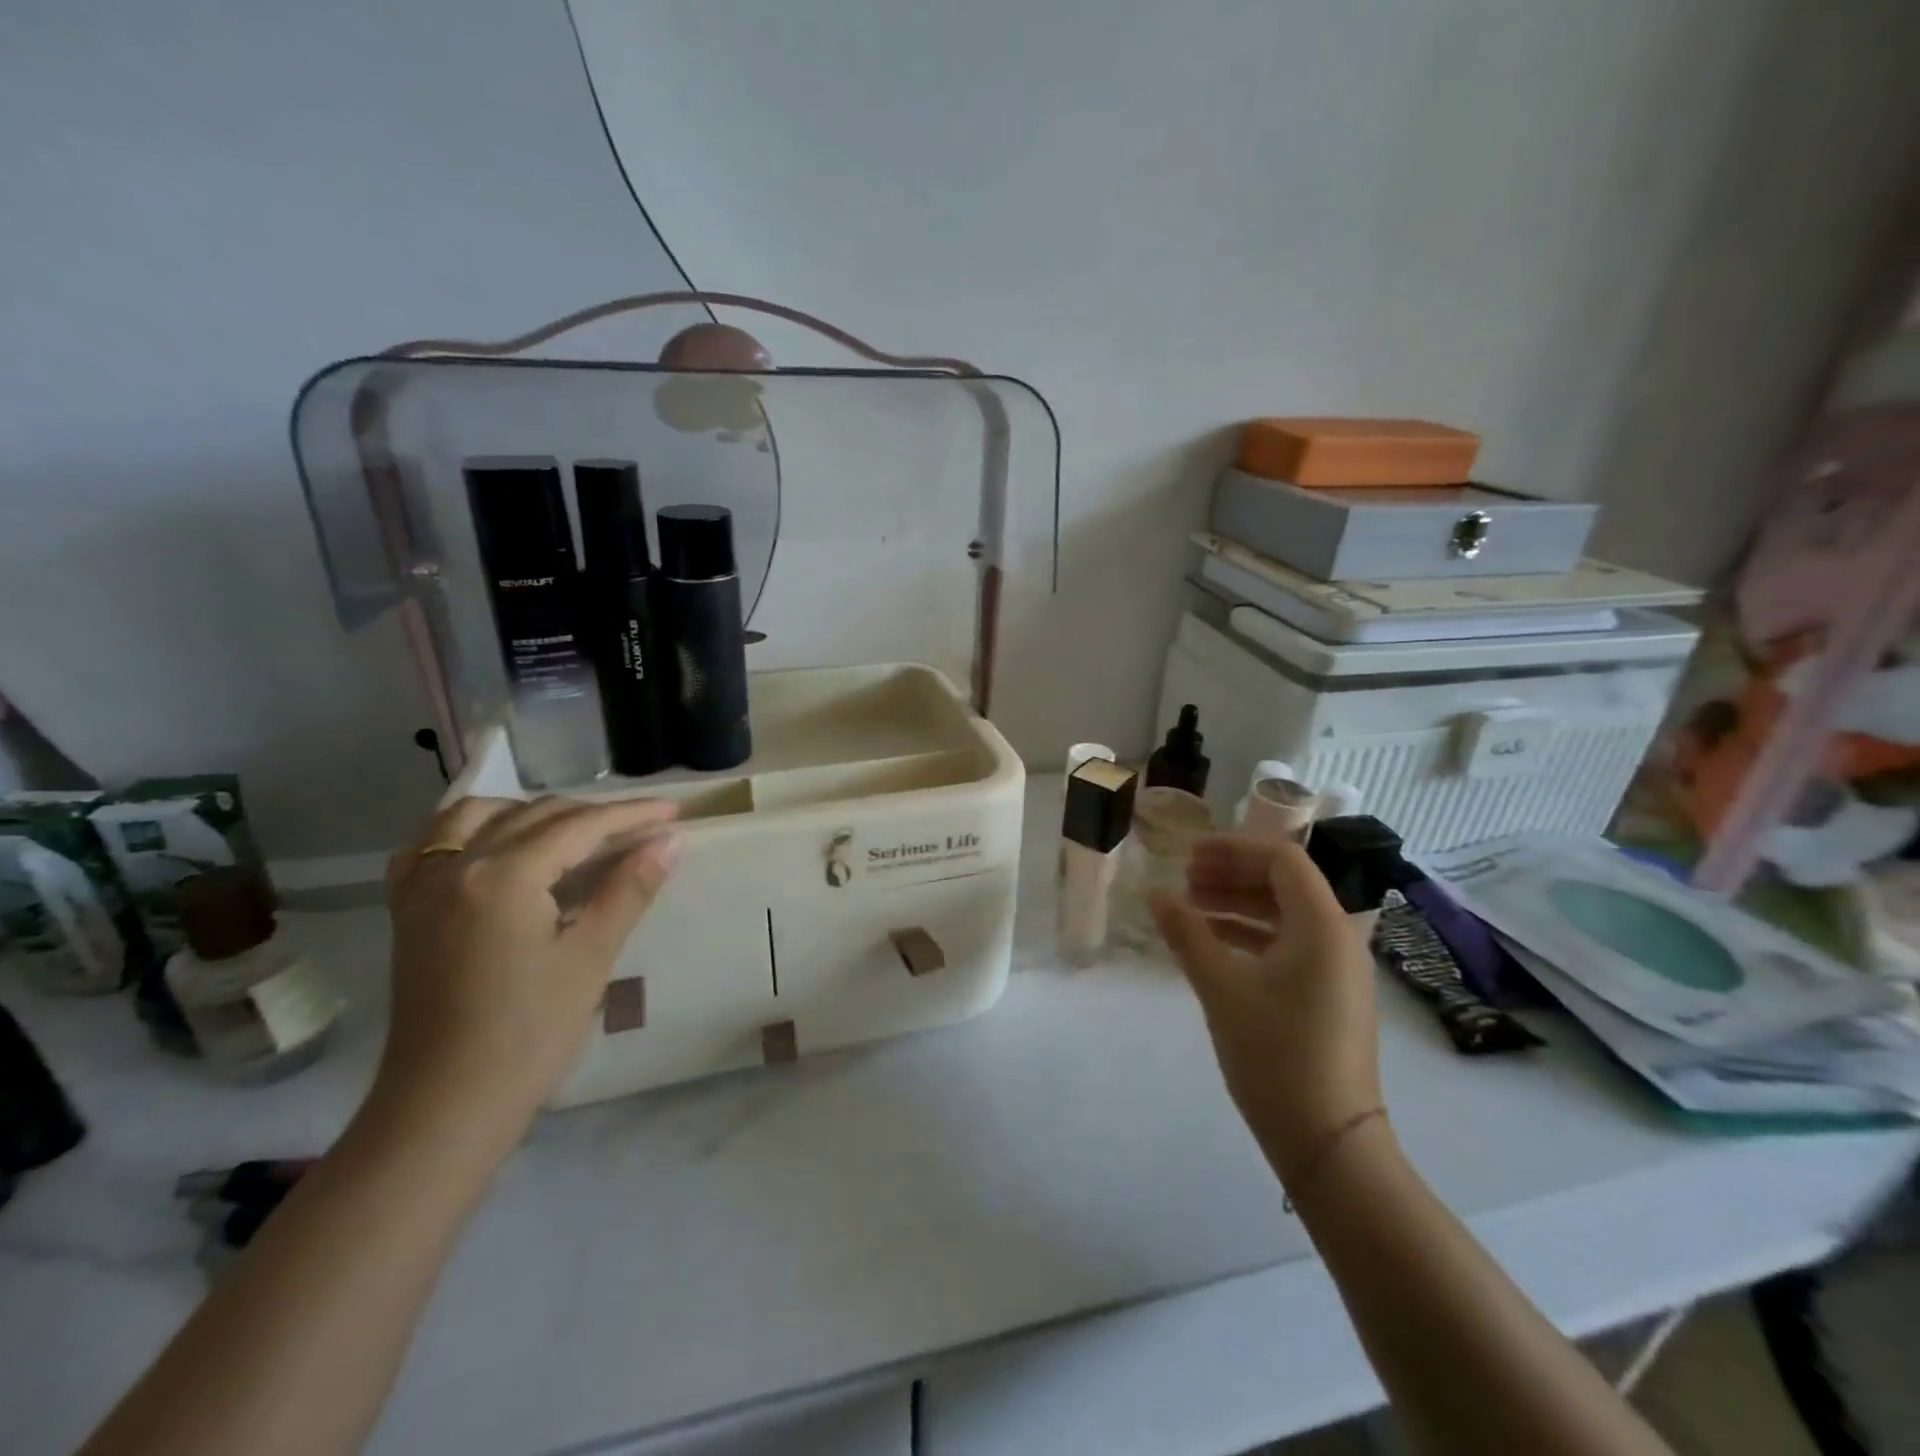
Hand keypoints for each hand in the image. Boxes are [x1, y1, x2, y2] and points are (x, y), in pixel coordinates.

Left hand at [373, 796, 681, 1151]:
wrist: (447, 1104)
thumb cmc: (530, 1033)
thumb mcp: (591, 956)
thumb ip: (630, 888)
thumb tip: (670, 840)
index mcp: (502, 877)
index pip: (579, 826)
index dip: (631, 814)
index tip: (673, 811)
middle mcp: (456, 867)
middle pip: (534, 815)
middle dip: (592, 814)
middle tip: (640, 828)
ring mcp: (422, 887)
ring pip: (476, 816)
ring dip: (529, 811)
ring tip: (571, 830)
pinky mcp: (407, 911)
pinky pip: (430, 845)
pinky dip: (469, 830)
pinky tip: (495, 844)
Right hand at [1151, 836, 1382, 1180]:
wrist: (1329, 1142)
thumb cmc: (1274, 1055)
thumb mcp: (1221, 988)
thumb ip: (1187, 933)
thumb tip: (1153, 894)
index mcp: (1322, 926)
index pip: (1282, 858)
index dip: (1233, 849)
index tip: (1190, 857)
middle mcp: (1338, 938)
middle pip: (1285, 883)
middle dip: (1232, 874)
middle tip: (1185, 880)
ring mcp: (1338, 969)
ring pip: (1286, 914)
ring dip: (1239, 904)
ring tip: (1191, 908)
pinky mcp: (1330, 994)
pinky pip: (1291, 944)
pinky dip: (1252, 934)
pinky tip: (1214, 944)